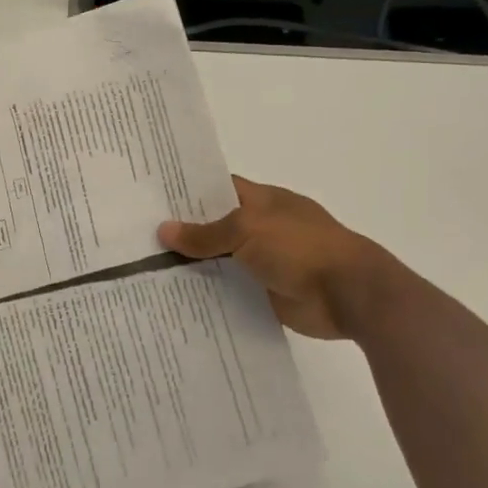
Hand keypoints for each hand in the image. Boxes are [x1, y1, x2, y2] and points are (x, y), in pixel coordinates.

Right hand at [158, 176, 390, 340]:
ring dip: (192, 266)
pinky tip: (175, 299)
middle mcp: (260, 228)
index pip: (218, 188)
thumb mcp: (248, 229)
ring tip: (145, 270)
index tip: (152, 197)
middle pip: (214, 227)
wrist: (348, 294)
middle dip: (183, 232)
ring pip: (219, 260)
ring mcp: (263, 261)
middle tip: (138, 236)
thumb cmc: (300, 247)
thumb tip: (164, 230)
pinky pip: (229, 291)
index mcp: (261, 201)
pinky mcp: (264, 293)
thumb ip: (206, 233)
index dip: (188, 191)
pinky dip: (208, 294)